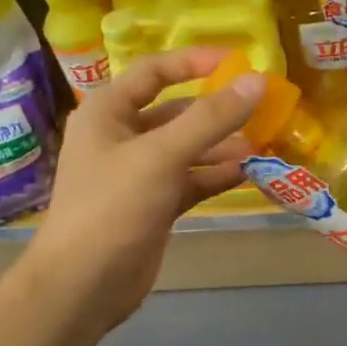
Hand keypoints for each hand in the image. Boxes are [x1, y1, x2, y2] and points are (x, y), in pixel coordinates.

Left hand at [28, 47, 263, 334]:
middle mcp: (121, 137)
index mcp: (108, 112)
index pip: (153, 72)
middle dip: (216, 111)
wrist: (84, 284)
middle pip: (175, 112)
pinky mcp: (154, 205)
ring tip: (262, 144)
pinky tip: (248, 172)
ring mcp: (138, 173)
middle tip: (260, 108)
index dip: (194, 62)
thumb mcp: (161, 155)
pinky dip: (216, 175)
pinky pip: (190, 180)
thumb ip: (211, 118)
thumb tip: (256, 82)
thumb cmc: (113, 206)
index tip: (237, 62)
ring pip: (187, 148)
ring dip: (221, 146)